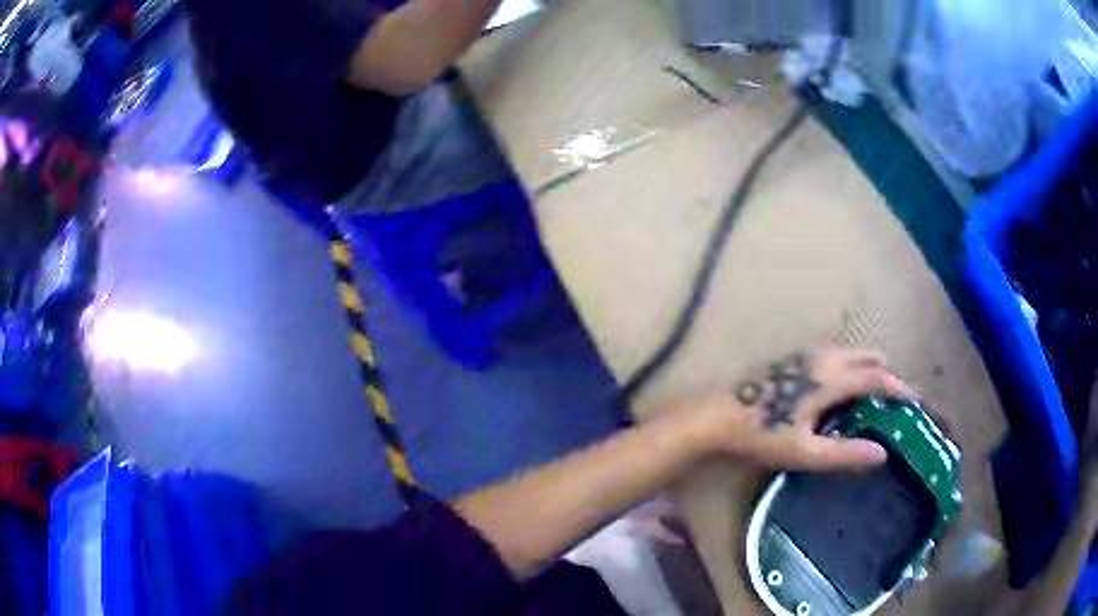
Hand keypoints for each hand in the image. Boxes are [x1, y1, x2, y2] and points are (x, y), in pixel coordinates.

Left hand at [688, 348, 916, 471]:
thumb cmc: (762, 434)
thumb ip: (845, 454)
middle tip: (895, 392)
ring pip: (846, 352)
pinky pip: (830, 354)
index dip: (897, 386)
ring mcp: (803, 354)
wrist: (715, 415)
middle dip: (884, 371)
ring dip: (864, 365)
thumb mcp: (806, 452)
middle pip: (863, 357)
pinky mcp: (789, 357)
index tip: (913, 397)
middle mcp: (822, 358)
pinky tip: (839, 382)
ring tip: (873, 386)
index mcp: (830, 378)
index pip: (875, 377)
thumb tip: (882, 454)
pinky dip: (846, 363)